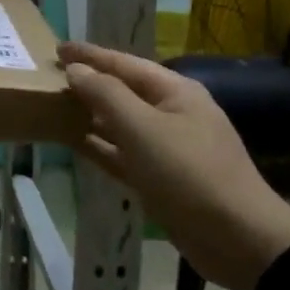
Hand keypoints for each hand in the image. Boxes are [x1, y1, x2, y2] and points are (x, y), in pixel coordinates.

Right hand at [60, 41, 289, 289]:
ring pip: (121, 123)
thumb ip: (106, 95)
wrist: (240, 241)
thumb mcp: (143, 129)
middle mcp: (172, 114)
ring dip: (90, 115)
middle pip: (123, 91)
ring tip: (54, 106)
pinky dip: (99, 146)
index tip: (57, 48)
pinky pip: (123, 154)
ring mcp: (168, 148)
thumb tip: (76, 70)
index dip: (89, 55)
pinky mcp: (161, 179)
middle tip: (50, 76)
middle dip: (89, 83)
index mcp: (175, 92)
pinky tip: (74, 143)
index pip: (124, 63)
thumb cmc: (190, 174)